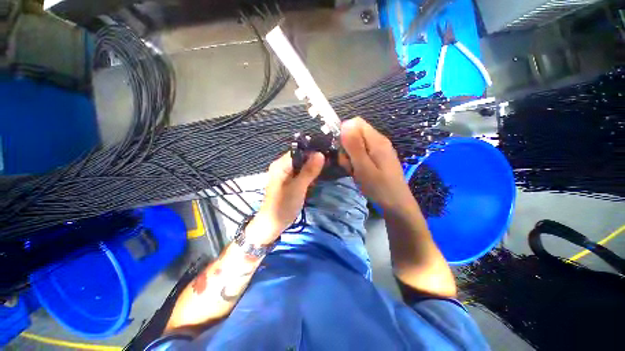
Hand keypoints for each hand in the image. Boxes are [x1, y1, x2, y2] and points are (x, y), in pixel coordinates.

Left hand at [247, 152, 324, 244]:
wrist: (273, 224)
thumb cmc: (284, 205)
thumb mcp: (298, 187)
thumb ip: (308, 171)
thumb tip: (320, 154)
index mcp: (280, 165)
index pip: (298, 151)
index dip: (312, 152)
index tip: (327, 155)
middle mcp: (282, 166)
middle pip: (300, 158)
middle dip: (313, 160)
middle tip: (329, 163)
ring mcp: (285, 174)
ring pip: (301, 166)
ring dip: (312, 167)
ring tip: (326, 168)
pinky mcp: (289, 182)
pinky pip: (300, 173)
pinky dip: (308, 174)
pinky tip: (317, 177)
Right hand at [340, 118, 416, 213]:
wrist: (397, 205)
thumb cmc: (380, 187)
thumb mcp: (364, 167)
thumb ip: (354, 146)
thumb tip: (345, 123)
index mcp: (376, 140)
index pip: (356, 123)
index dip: (344, 133)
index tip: (342, 150)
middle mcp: (378, 141)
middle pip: (355, 134)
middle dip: (346, 149)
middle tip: (350, 165)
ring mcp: (378, 150)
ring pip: (356, 146)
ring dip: (350, 158)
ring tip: (355, 172)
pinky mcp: (377, 158)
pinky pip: (361, 154)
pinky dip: (356, 163)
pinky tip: (359, 173)